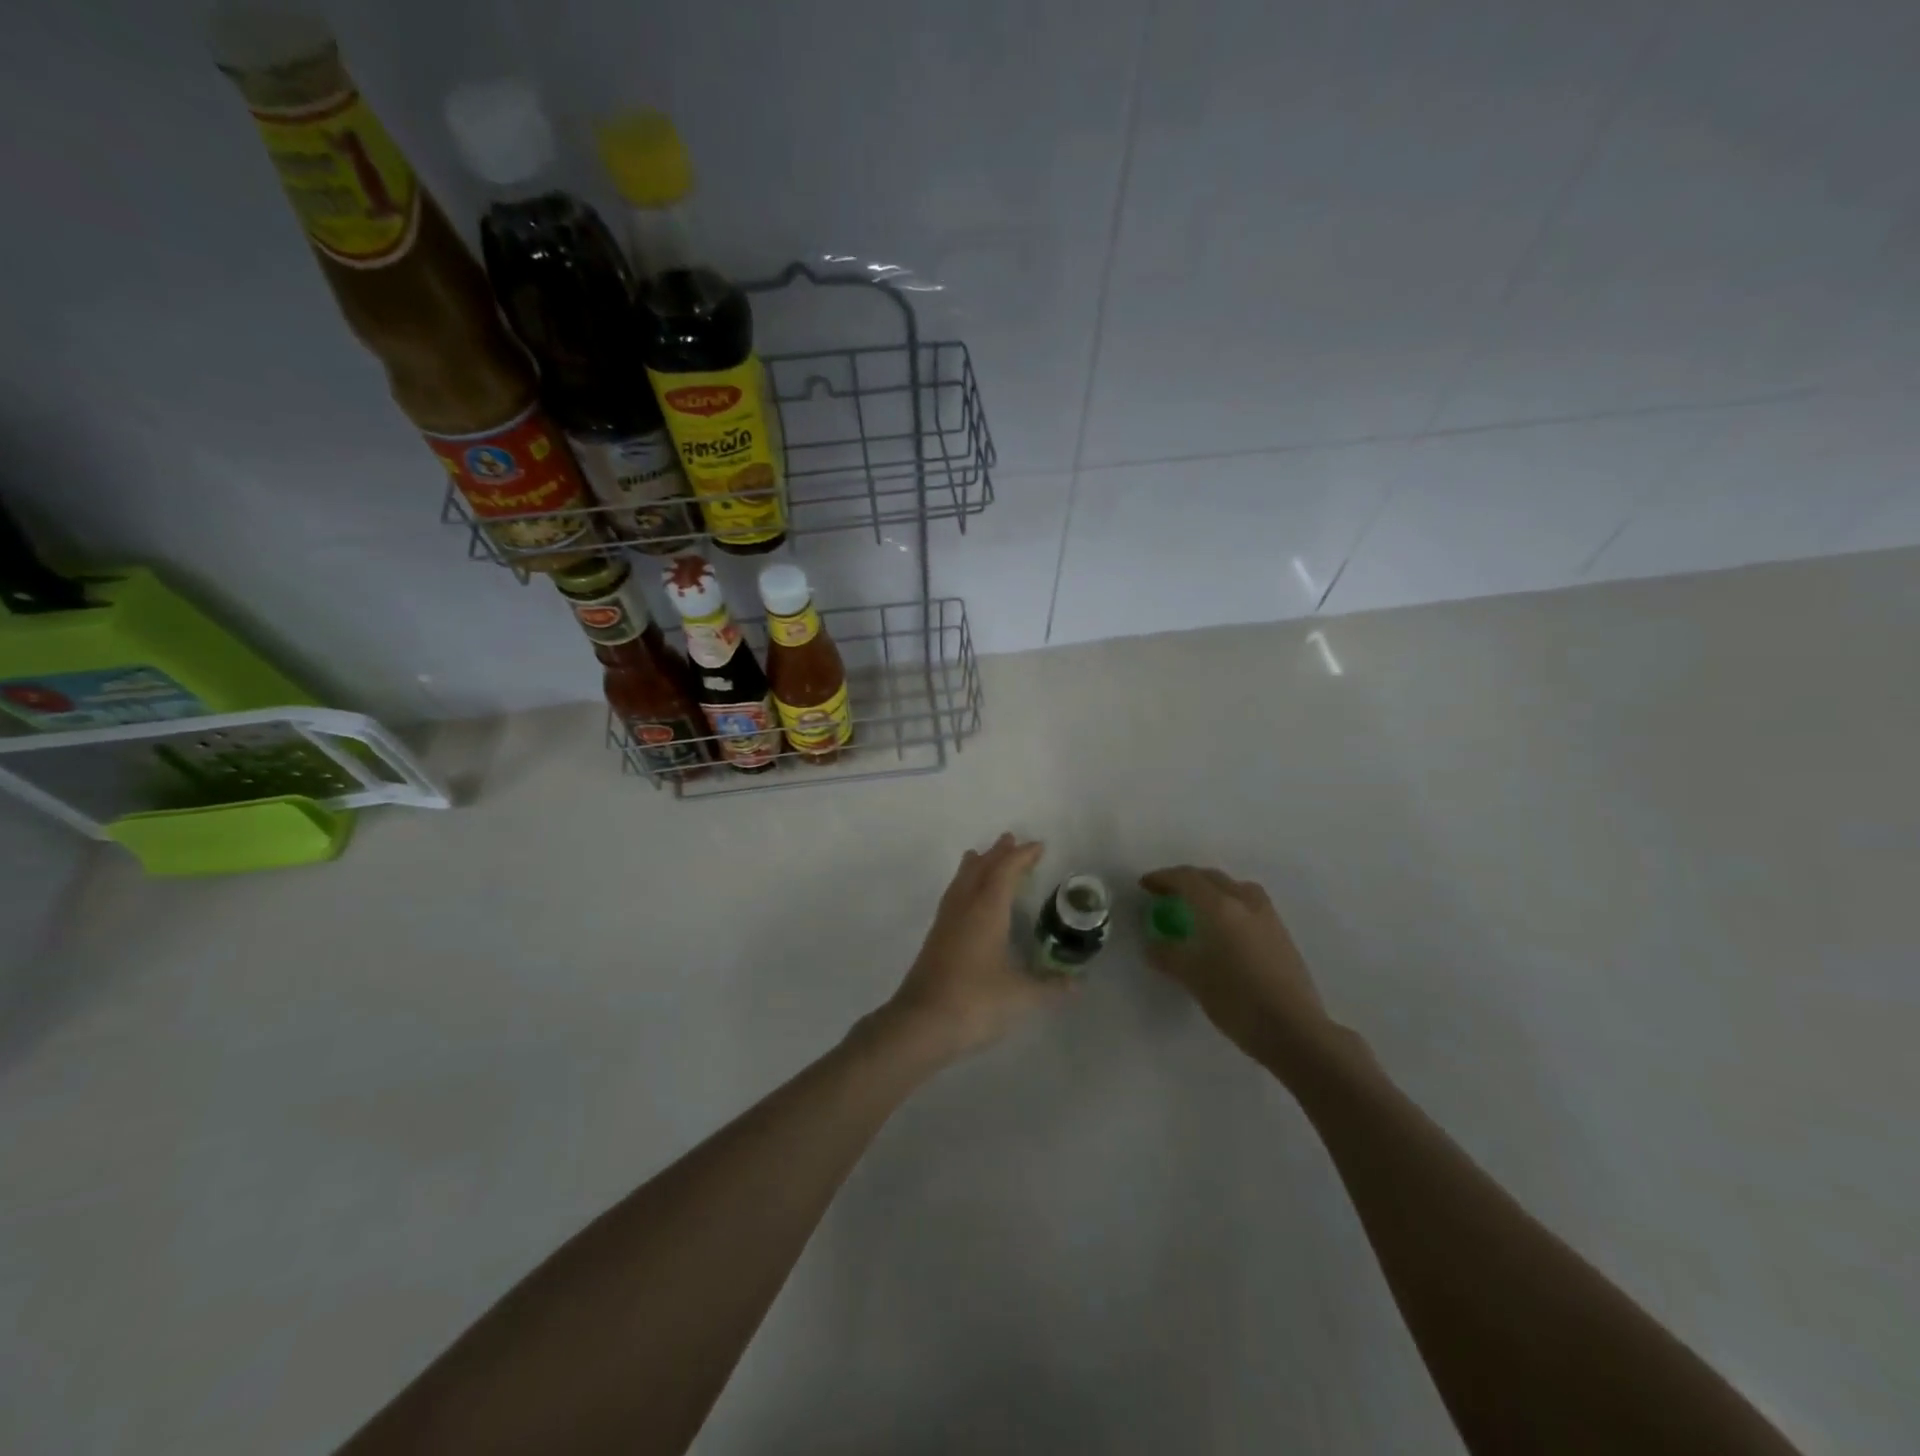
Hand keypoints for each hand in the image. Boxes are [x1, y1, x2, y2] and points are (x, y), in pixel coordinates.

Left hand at [880, 833, 1065, 1064]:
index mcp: (986, 911)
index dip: (1022, 856)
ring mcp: (945, 924)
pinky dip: (964, 886)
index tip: (1038, 846)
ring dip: (975, 866)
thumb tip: (1078, 983)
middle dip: (997, 854)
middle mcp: (963, 909)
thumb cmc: (975, 1002)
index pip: (1005, 871)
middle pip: (979, 869)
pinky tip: (966, 901)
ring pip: (961, 882)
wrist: (920, 1025)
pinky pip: (953, 898)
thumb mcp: (1021, 996)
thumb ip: (1050, 987)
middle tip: (1010, 840)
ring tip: (980, 856)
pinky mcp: (935, 940)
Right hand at [1139, 865, 1338, 1073]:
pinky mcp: (1281, 934)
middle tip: (1166, 894)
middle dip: (1186, 881)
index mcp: (1220, 906)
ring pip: (1235, 888)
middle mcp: (1245, 902)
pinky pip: (1248, 905)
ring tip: (1197, 907)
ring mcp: (1267, 917)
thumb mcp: (1192, 977)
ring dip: (1212, 890)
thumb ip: (1168, 955)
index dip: (1163, 878)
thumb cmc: (1236, 998)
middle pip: (1211, 878)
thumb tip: (1153, 946)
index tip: (1145, 886)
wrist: (1293, 1030)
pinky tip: (1224, 929)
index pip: (1187, 879)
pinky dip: (1230, 904)